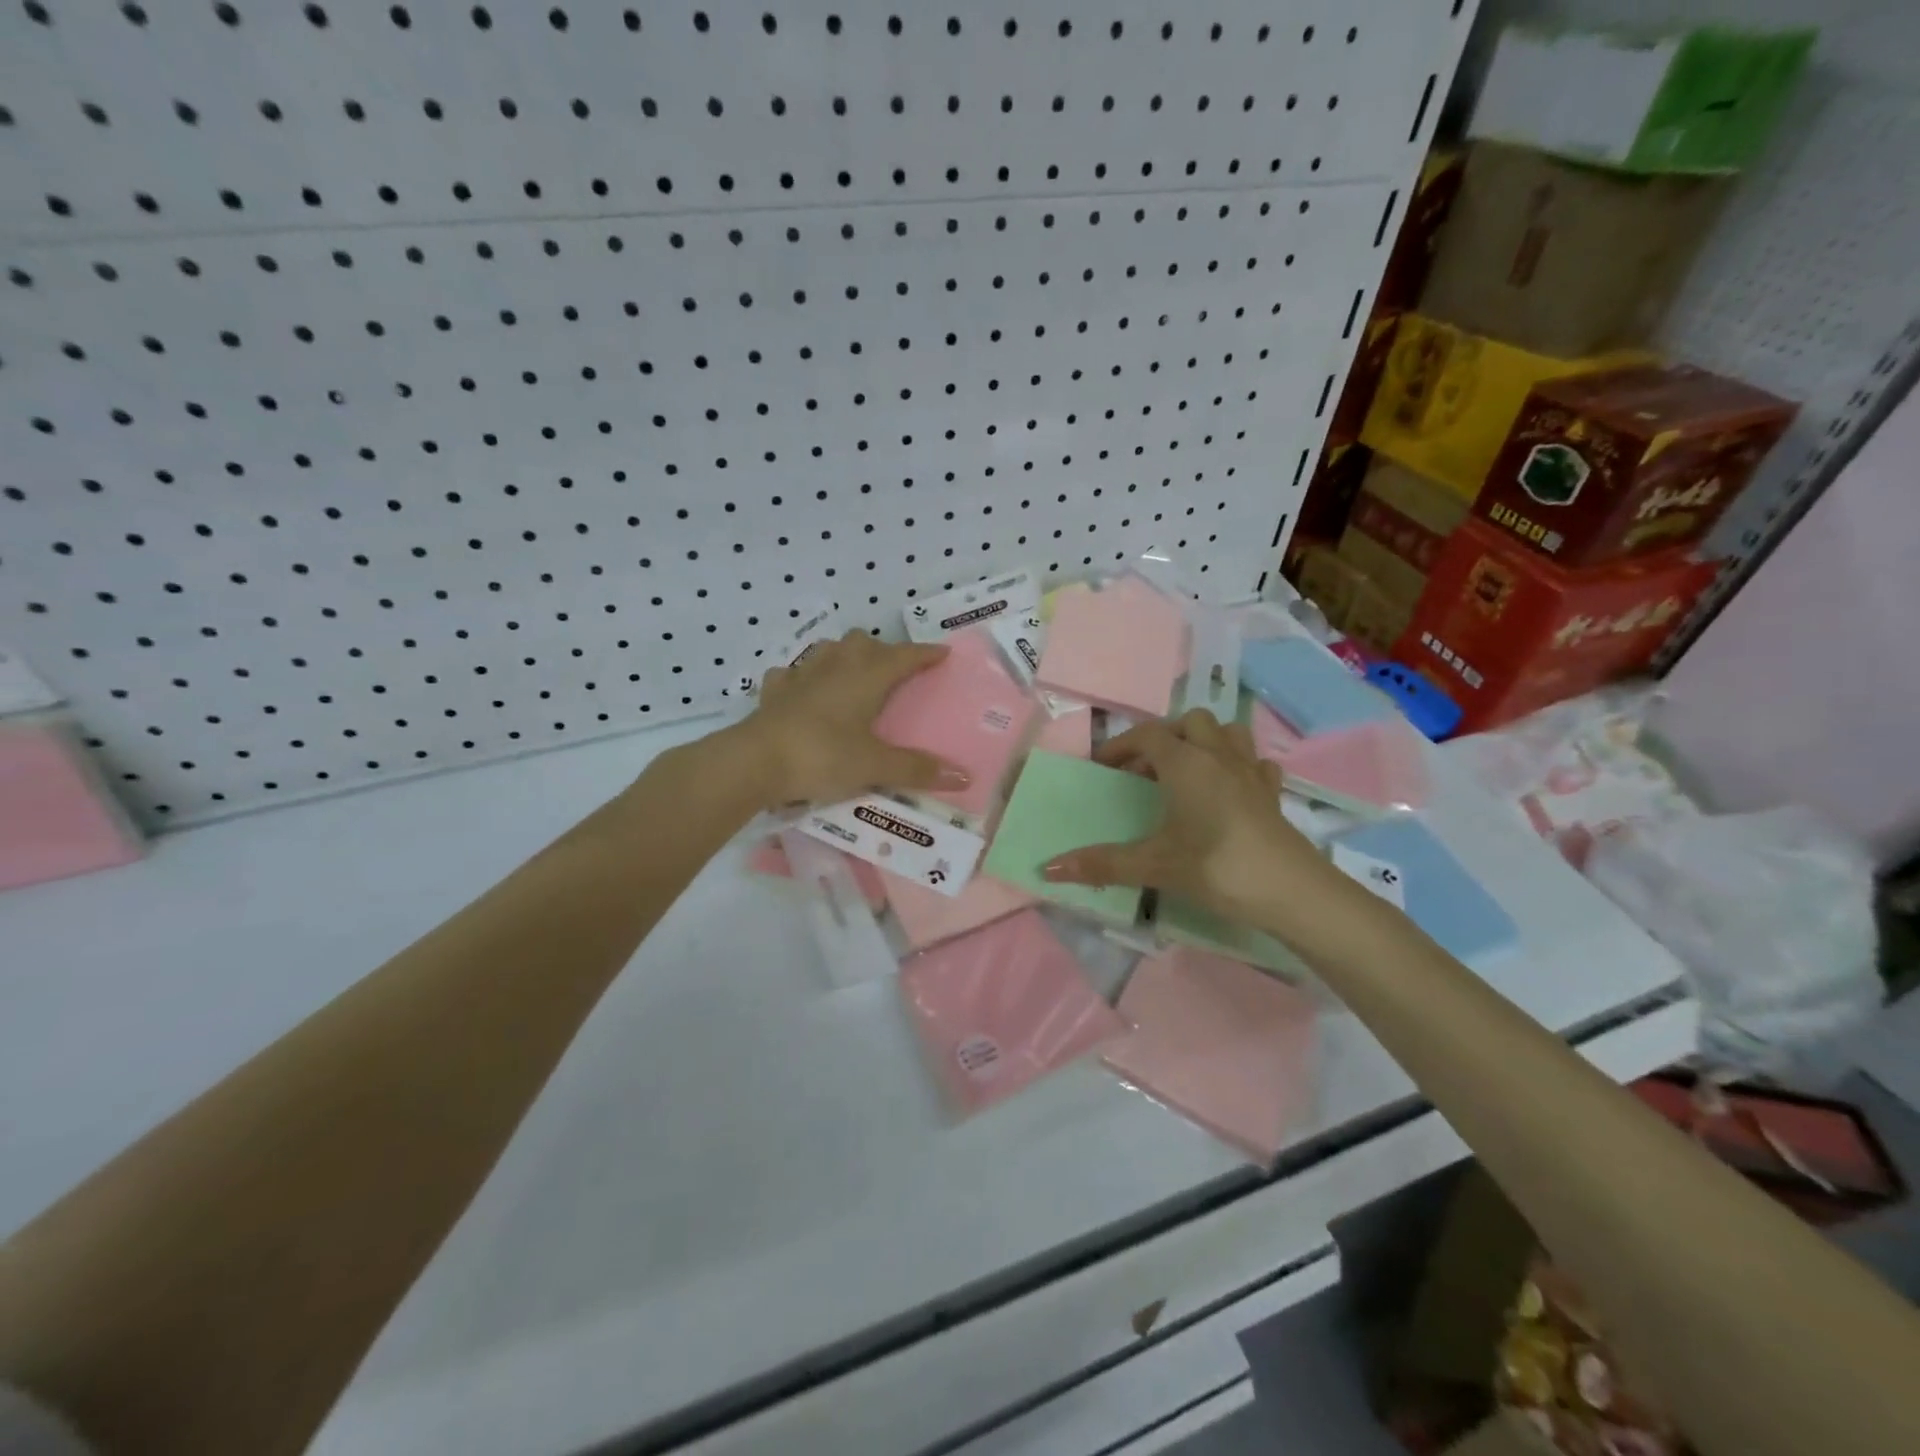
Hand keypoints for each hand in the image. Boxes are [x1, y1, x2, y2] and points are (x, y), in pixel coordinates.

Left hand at [738, 630, 970, 807]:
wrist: (754, 761)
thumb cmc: (822, 756)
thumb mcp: (874, 766)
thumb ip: (917, 770)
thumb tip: (965, 778)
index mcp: (866, 676)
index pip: (904, 656)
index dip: (925, 654)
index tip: (942, 653)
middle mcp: (835, 666)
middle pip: (863, 643)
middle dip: (882, 651)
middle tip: (894, 672)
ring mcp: (800, 675)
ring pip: (827, 650)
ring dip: (844, 656)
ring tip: (852, 675)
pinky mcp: (774, 691)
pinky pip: (792, 674)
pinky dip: (803, 678)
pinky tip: (803, 692)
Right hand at [1041, 710, 1347, 937]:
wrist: (1291, 890)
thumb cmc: (1216, 867)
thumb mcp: (1153, 865)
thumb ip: (1101, 863)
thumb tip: (1048, 868)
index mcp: (1185, 763)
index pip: (1146, 736)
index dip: (1120, 746)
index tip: (1101, 767)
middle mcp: (1218, 756)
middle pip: (1189, 722)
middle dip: (1164, 737)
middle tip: (1146, 770)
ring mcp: (1250, 772)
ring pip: (1227, 732)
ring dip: (1204, 741)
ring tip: (1187, 771)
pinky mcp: (1273, 793)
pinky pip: (1255, 762)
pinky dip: (1238, 766)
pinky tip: (1229, 789)